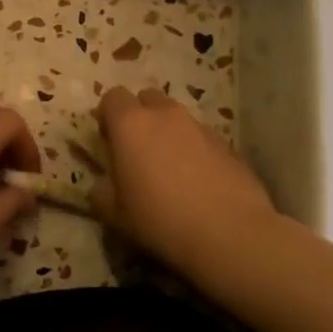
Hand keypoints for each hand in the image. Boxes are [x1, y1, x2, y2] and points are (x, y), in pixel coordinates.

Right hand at [95, 87, 279, 271]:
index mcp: (131, 124)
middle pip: (147, 99)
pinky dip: (194, 150)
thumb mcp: (115, 214)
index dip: (107, 116)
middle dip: (140, 117)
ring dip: (168, 133)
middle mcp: (166, 115)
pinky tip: (198, 182)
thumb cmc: (161, 220)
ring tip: (170, 169)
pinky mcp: (227, 144)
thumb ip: (102, 191)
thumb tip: (103, 184)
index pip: (112, 97)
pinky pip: (201, 137)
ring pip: (177, 118)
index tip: (108, 141)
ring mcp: (200, 126)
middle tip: (138, 150)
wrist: (230, 233)